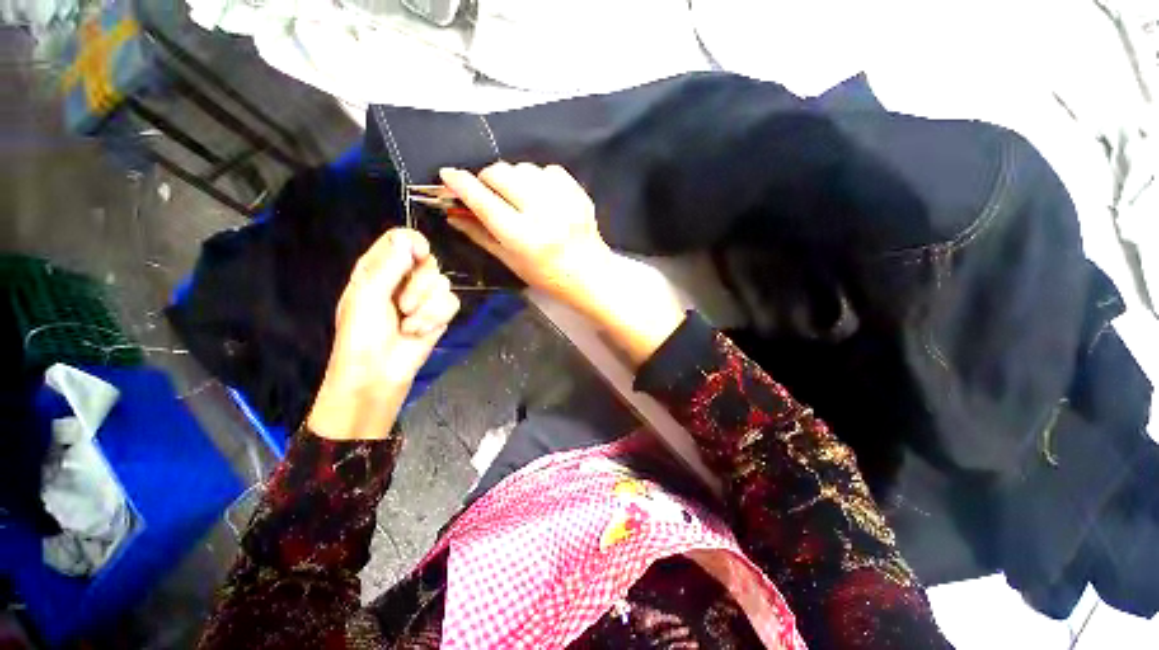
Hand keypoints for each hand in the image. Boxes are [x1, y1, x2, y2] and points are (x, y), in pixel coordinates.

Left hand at [307, 229, 459, 440]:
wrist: (378, 372)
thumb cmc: (361, 334)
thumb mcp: (367, 296)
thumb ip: (389, 266)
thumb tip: (410, 240)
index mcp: (379, 268)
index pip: (403, 239)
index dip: (414, 243)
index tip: (419, 256)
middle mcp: (404, 279)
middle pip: (429, 262)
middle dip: (419, 286)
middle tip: (402, 305)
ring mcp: (424, 298)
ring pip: (443, 284)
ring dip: (425, 308)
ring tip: (407, 324)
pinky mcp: (440, 315)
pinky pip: (451, 303)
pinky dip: (435, 318)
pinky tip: (419, 331)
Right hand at [441, 163, 683, 365]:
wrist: (590, 275)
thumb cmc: (548, 277)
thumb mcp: (511, 262)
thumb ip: (481, 235)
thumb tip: (453, 213)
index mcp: (524, 238)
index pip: (484, 201)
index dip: (461, 184)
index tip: (448, 175)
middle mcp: (543, 215)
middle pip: (502, 173)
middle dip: (487, 179)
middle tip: (488, 193)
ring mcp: (564, 201)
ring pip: (524, 168)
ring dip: (513, 178)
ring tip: (518, 198)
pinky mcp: (578, 193)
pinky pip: (548, 169)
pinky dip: (537, 178)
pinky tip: (540, 196)